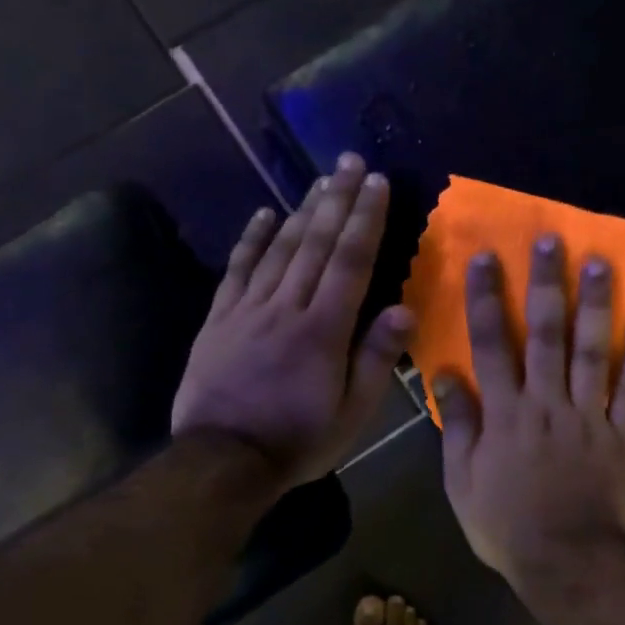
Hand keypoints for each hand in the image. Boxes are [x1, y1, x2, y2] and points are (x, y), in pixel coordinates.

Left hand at [170, 154, 411, 493]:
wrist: (222, 462)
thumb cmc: (297, 440)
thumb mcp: (352, 415)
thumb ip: (376, 360)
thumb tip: (405, 309)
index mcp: (324, 330)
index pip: (351, 262)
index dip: (367, 219)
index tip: (378, 183)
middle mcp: (287, 307)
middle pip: (317, 243)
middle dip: (338, 198)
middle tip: (352, 161)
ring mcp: (248, 309)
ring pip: (281, 248)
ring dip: (304, 210)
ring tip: (321, 178)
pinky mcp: (220, 319)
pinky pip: (238, 269)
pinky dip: (252, 238)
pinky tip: (265, 213)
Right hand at [435, 235, 624, 588]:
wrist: (566, 561)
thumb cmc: (505, 524)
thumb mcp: (461, 481)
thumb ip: (459, 424)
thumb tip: (446, 373)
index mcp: (506, 413)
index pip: (491, 344)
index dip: (486, 299)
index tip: (486, 258)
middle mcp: (547, 402)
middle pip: (546, 334)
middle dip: (547, 285)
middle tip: (552, 241)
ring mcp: (588, 415)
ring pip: (592, 351)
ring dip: (596, 306)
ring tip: (601, 263)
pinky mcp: (621, 433)